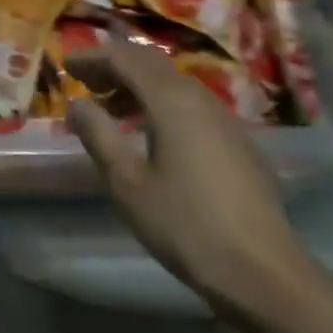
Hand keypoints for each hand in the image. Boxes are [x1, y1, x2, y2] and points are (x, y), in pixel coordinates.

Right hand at [65, 39, 310, 315]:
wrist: (266, 275)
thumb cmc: (187, 226)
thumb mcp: (128, 183)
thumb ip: (99, 135)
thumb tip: (77, 104)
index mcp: (170, 99)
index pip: (124, 58)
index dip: (92, 57)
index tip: (66, 65)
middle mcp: (198, 97)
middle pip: (150, 63)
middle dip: (115, 66)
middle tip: (86, 81)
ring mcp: (223, 118)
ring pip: (172, 83)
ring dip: (138, 85)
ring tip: (112, 109)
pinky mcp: (237, 142)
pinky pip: (189, 103)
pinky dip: (160, 103)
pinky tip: (152, 134)